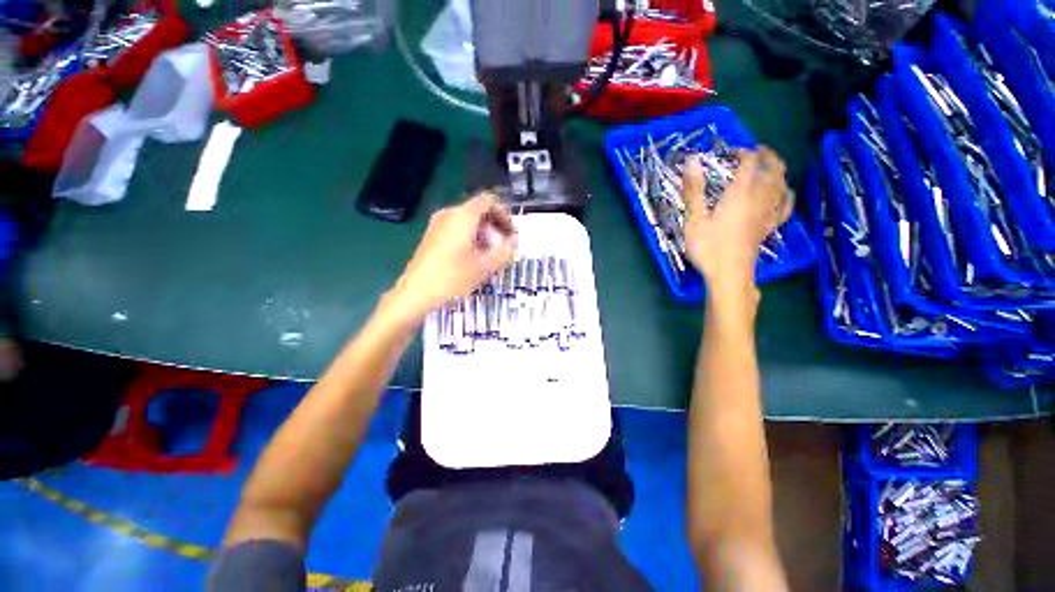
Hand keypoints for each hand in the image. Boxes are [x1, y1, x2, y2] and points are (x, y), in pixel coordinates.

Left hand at [390, 193, 516, 318]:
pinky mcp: (432, 237)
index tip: (512, 233)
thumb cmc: (452, 278)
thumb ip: (504, 251)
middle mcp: (449, 214)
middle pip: (478, 210)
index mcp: (463, 216)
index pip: (488, 201)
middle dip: (495, 226)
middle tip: (504, 245)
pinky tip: (473, 258)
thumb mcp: (485, 266)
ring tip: (491, 254)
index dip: (504, 214)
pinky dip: (471, 237)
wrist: (415, 294)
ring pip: (468, 221)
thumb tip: (514, 241)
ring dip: (484, 233)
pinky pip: (457, 229)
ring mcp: (437, 225)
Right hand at [683, 147, 791, 294]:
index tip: (731, 152)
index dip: (743, 152)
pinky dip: (786, 193)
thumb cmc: (708, 247)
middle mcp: (760, 198)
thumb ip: (694, 190)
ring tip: (769, 165)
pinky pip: (786, 205)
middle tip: (755, 150)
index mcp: (740, 193)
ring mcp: (768, 213)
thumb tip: (692, 160)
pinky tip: (783, 192)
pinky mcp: (770, 226)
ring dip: (778, 169)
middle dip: (767, 155)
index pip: (750, 163)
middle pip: (773, 169)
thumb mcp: (693, 219)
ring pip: (782, 183)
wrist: (728, 274)